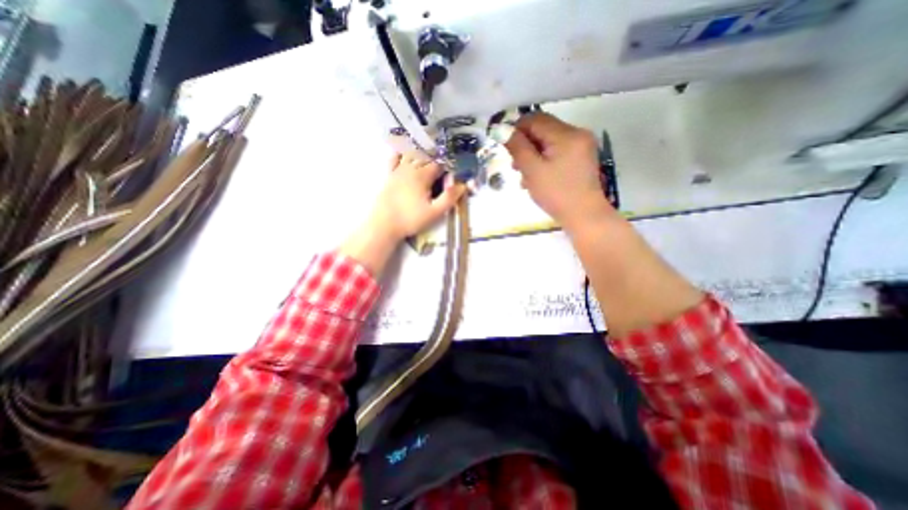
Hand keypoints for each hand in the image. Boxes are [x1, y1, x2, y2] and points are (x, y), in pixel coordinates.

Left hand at [370, 150, 467, 240]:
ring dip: (421, 153)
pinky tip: (405, 153)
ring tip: (429, 156)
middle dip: (436, 159)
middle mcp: (410, 168)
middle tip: (444, 166)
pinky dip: (401, 153)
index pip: (439, 164)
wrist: (384, 224)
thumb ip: (449, 198)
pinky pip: (395, 159)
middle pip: (426, 157)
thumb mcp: (434, 212)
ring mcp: (398, 171)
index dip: (448, 166)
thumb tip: (462, 185)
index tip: (453, 172)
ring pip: (411, 154)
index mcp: (422, 176)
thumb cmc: (411, 219)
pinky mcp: (389, 176)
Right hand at [505, 113, 608, 228]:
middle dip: (525, 145)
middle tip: (515, 166)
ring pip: (549, 142)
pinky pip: (558, 152)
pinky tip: (537, 177)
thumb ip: (517, 147)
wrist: (584, 216)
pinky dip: (544, 160)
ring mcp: (582, 146)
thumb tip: (501, 129)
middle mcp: (577, 133)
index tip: (505, 146)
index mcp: (567, 134)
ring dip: (533, 154)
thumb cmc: (556, 194)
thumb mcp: (532, 170)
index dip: (516, 129)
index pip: (535, 119)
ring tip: (524, 176)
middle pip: (543, 129)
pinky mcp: (582, 158)